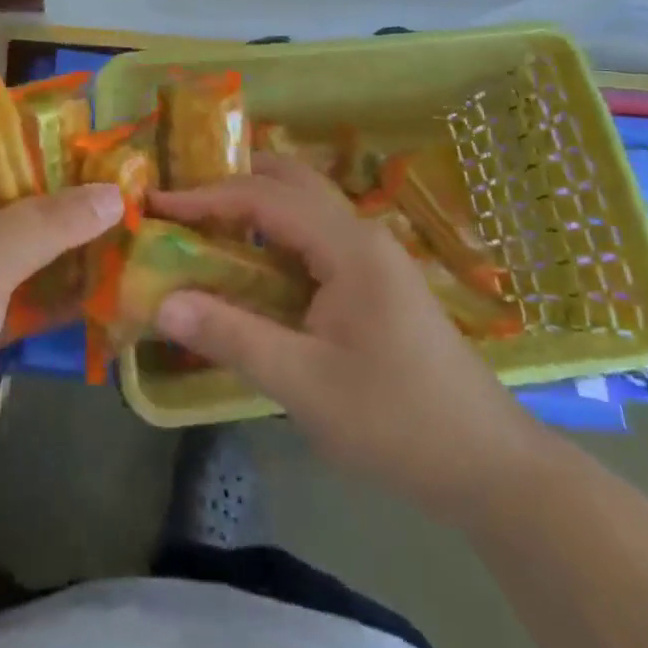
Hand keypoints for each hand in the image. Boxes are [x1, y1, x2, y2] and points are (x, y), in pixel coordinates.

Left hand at [0, 163, 122, 506]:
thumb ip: (51, 220)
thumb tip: (117, 191)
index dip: (42, 134)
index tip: (99, 134)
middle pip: (18, 195)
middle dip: (70, 191)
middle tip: (135, 178)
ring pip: (30, 247)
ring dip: (75, 241)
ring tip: (140, 222)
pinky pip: (34, 296)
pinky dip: (68, 289)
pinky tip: (119, 281)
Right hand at [152, 154, 539, 518]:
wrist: (490, 466)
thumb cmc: (397, 422)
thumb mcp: (306, 385)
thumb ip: (233, 337)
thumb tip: (163, 303)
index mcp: (348, 246)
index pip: (265, 198)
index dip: (207, 196)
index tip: (158, 204)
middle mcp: (362, 234)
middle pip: (290, 181)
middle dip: (234, 181)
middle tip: (182, 201)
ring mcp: (374, 255)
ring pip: (306, 206)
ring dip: (257, 204)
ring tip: (207, 224)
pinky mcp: (377, 280)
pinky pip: (316, 236)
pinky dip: (277, 234)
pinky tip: (254, 264)